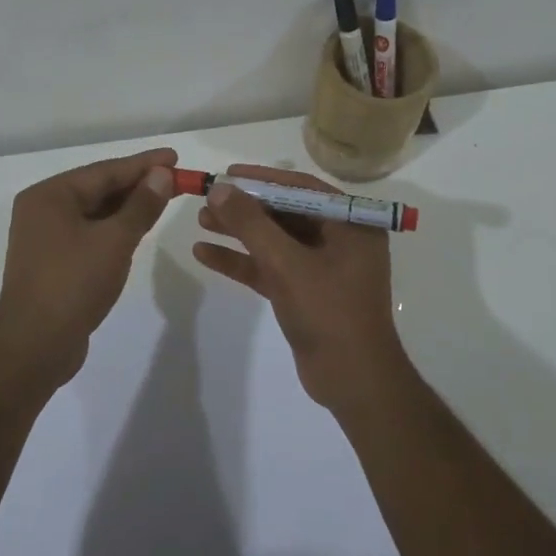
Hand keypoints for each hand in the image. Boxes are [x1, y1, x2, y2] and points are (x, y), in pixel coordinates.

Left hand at [0, 147, 177, 384]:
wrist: (34, 346)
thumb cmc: (74, 283)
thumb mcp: (114, 240)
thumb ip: (141, 205)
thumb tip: (161, 175)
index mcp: (50, 195)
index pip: (105, 171)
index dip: (144, 164)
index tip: (175, 157)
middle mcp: (43, 210)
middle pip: (98, 189)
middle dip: (138, 184)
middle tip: (176, 179)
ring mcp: (45, 237)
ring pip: (95, 212)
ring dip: (128, 207)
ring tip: (164, 198)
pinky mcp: (53, 262)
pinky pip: (90, 233)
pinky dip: (115, 228)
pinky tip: (137, 229)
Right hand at [192, 164, 407, 411]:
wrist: (353, 382)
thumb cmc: (329, 312)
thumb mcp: (287, 263)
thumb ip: (252, 224)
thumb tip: (219, 188)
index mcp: (351, 224)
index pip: (302, 189)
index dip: (263, 179)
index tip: (229, 174)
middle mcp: (339, 240)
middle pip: (285, 213)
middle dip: (246, 208)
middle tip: (208, 198)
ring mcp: (322, 268)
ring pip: (275, 241)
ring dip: (239, 232)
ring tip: (201, 221)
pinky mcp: (305, 293)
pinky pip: (270, 268)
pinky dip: (242, 261)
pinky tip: (205, 254)